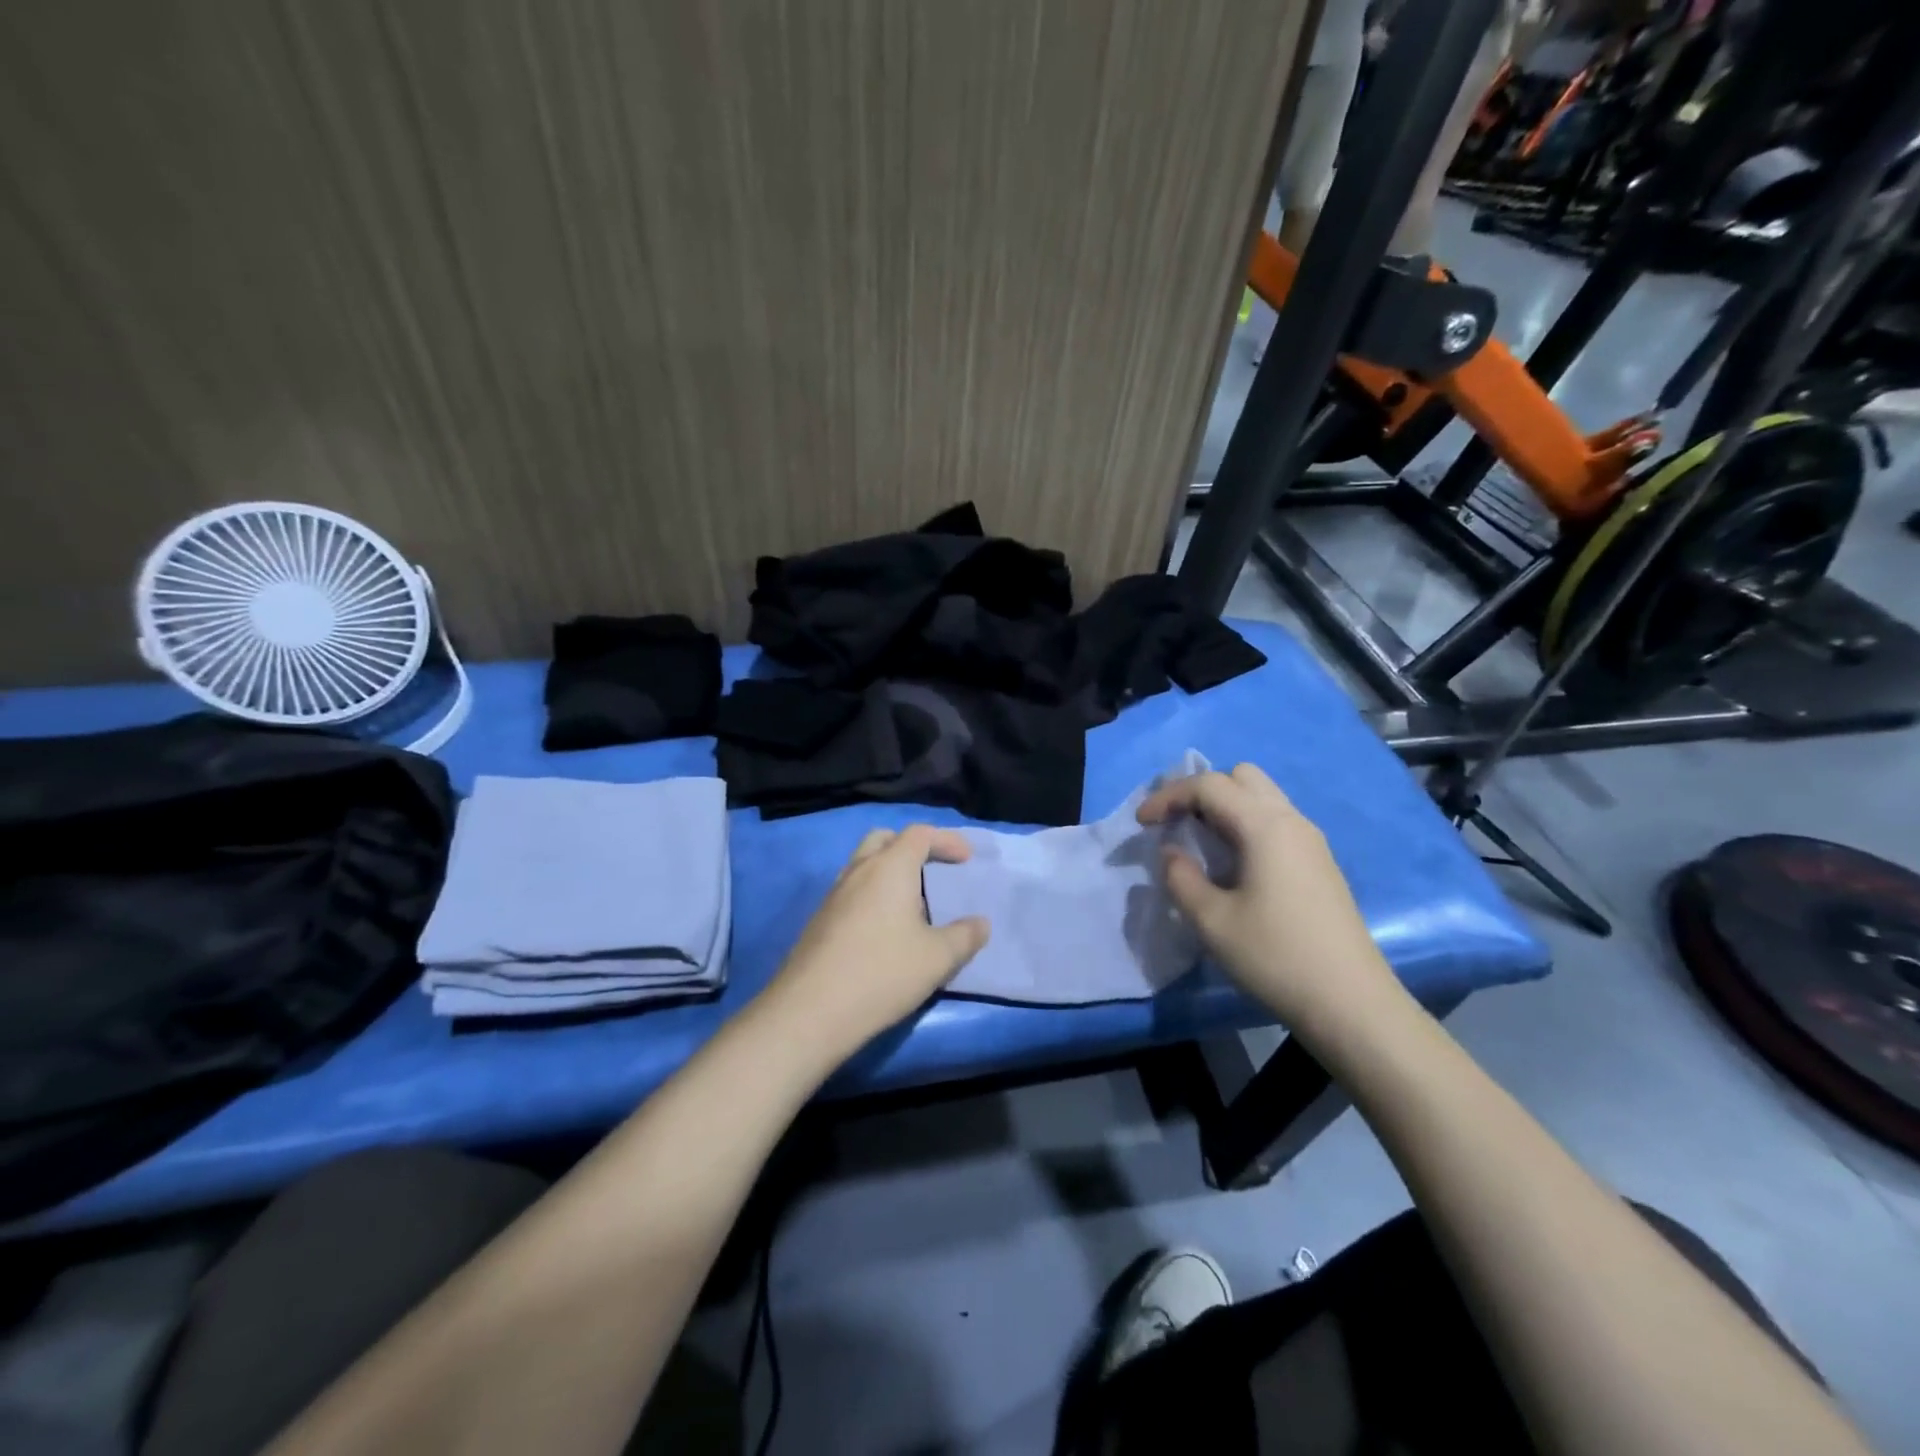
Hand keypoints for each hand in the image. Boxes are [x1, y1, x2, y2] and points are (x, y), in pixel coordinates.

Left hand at [759, 825, 989, 1064]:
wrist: (810, 1011)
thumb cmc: (882, 973)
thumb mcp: (938, 958)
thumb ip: (965, 936)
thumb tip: (981, 923)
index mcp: (889, 868)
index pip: (919, 834)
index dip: (946, 840)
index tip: (965, 858)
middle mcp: (858, 871)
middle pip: (884, 839)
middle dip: (911, 846)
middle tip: (933, 868)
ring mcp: (833, 895)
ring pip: (863, 865)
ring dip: (889, 871)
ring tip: (912, 903)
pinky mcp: (819, 920)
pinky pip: (851, 891)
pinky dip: (872, 895)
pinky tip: (884, 930)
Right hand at [1137, 764, 1399, 1036]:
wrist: (1351, 1003)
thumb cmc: (1275, 956)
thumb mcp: (1212, 920)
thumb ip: (1181, 878)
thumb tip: (1172, 853)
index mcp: (1265, 826)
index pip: (1208, 786)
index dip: (1168, 796)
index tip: (1141, 823)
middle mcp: (1291, 820)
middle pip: (1241, 777)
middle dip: (1201, 791)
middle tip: (1176, 823)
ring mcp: (1311, 841)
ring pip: (1262, 797)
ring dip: (1225, 807)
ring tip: (1199, 841)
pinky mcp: (1319, 863)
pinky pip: (1275, 820)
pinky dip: (1245, 824)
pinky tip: (1232, 862)